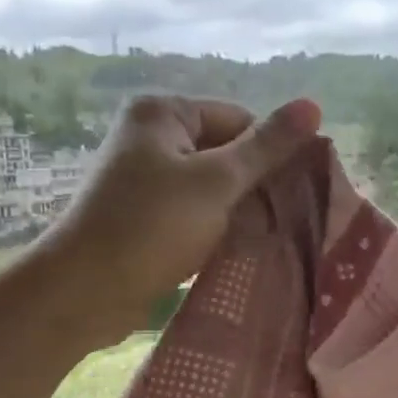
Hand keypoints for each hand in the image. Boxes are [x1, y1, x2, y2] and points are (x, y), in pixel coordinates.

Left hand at [41, 93, 322, 342]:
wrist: (84, 292)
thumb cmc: (151, 227)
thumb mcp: (216, 182)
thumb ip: (266, 147)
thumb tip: (313, 105)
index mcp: (162, 113)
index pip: (238, 119)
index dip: (270, 153)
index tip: (297, 192)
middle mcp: (150, 137)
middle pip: (224, 151)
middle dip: (254, 185)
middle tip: (287, 219)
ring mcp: (143, 179)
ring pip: (210, 187)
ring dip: (236, 211)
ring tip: (265, 237)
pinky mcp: (143, 216)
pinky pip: (192, 212)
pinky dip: (213, 227)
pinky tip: (235, 249)